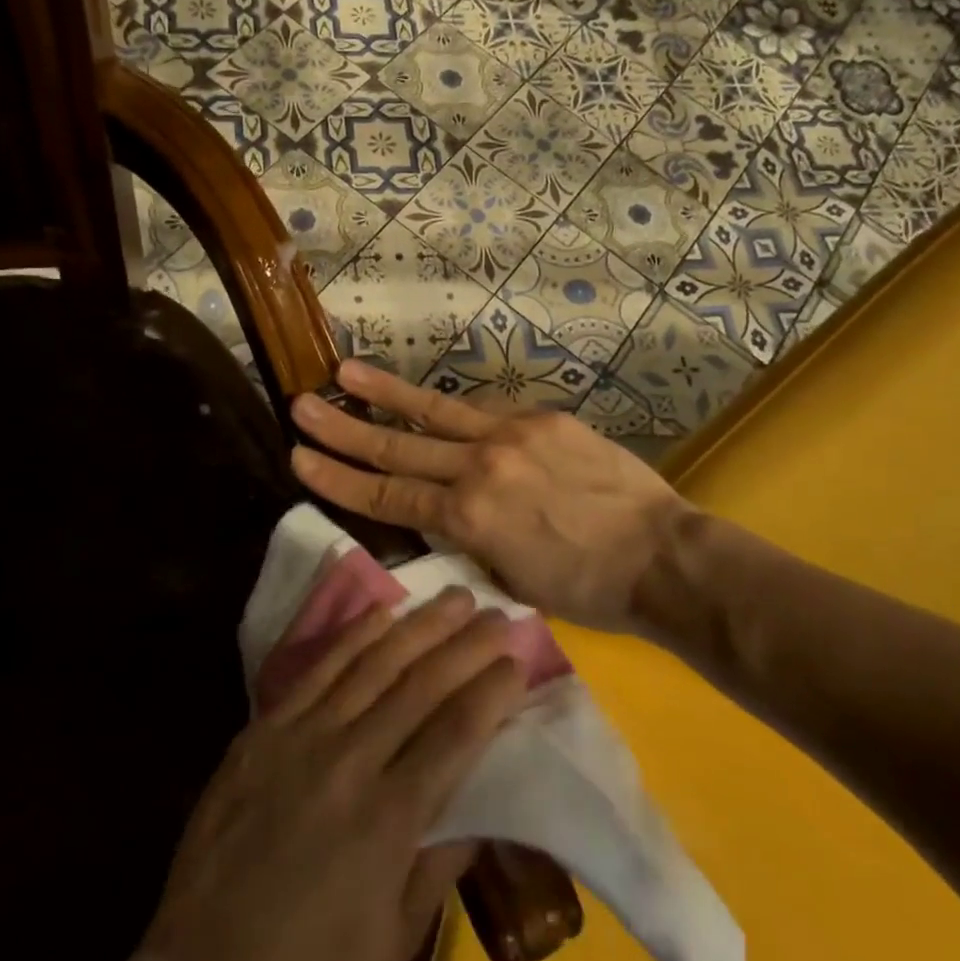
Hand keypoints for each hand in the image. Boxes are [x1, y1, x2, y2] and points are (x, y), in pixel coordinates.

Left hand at [84, 589, 525, 960]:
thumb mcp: (398, 933)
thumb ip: (443, 860)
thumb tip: (482, 803)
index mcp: (392, 816)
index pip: (457, 731)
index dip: (492, 691)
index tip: (518, 661)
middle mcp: (353, 760)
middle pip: (422, 685)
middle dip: (468, 645)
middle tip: (498, 614)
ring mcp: (305, 735)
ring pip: (375, 663)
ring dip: (421, 625)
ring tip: (455, 596)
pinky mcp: (267, 726)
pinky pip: (320, 668)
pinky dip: (356, 635)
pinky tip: (384, 611)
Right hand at [288, 360, 696, 631]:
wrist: (661, 555)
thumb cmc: (586, 587)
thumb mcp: (509, 578)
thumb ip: (466, 539)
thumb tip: (441, 514)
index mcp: (469, 518)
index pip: (388, 494)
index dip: (338, 479)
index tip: (298, 458)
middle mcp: (480, 467)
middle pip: (397, 447)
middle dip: (343, 429)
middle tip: (300, 405)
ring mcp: (511, 435)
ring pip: (434, 412)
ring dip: (385, 393)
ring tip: (344, 373)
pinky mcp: (541, 418)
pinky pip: (484, 412)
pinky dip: (450, 409)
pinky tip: (425, 399)